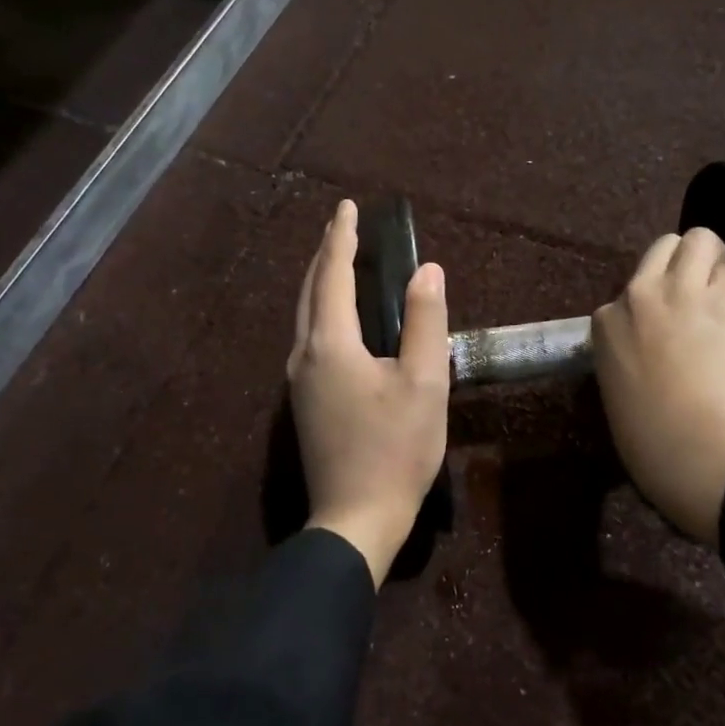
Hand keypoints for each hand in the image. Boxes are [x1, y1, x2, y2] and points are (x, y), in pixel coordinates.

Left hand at [288, 200, 450, 587]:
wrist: (356, 518)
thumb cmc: (396, 450)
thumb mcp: (424, 382)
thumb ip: (424, 322)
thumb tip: (427, 270)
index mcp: (331, 345)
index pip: (332, 275)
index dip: (342, 238)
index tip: (348, 207)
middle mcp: (304, 355)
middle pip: (309, 291)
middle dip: (325, 254)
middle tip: (343, 226)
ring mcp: (298, 381)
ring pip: (304, 315)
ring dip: (320, 282)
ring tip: (340, 261)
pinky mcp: (303, 402)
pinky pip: (309, 338)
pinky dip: (322, 311)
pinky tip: (338, 317)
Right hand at [592, 229, 724, 545]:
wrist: (693, 443)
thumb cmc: (647, 435)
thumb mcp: (616, 387)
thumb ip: (628, 352)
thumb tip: (653, 347)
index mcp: (606, 323)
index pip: (630, 291)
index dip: (652, 305)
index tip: (664, 327)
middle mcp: (639, 294)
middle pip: (663, 247)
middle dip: (682, 260)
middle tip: (697, 287)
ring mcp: (682, 291)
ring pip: (700, 240)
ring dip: (712, 262)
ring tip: (721, 293)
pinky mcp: (724, 299)